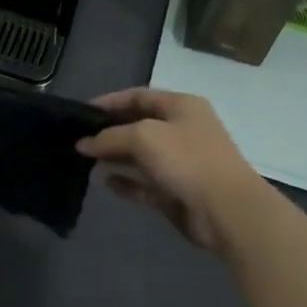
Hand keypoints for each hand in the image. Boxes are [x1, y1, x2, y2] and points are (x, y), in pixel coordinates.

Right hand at [77, 88, 270, 249]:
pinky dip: (128, 182)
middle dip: (110, 131)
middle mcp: (183, 131)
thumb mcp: (143, 137)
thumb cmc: (187, 160)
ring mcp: (182, 163)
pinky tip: (107, 183)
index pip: (139, 96)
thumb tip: (83, 144)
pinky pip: (146, 184)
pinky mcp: (178, 192)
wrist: (227, 210)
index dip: (110, 101)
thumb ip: (109, 137)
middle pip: (139, 126)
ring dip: (116, 157)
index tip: (82, 112)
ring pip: (142, 156)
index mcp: (182, 106)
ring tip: (87, 160)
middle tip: (80, 139)